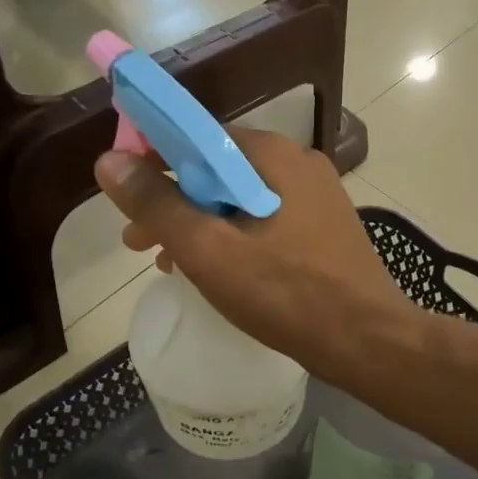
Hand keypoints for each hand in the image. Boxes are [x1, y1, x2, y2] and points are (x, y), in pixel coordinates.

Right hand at [95, 128, 409, 376]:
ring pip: (240, 199)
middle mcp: (298, 165)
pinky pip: (265, 222)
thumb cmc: (288, 296)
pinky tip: (217, 272)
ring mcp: (316, 198)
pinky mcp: (323, 230)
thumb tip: (108, 160)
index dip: (152, 160)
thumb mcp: (210, 252)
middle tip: (138, 243)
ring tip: (169, 263)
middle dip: (173, 203)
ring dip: (200, 225)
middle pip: (217, 170)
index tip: (125, 198)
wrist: (369, 342)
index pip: (197, 136)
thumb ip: (157, 205)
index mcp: (273, 156)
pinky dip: (233, 239)